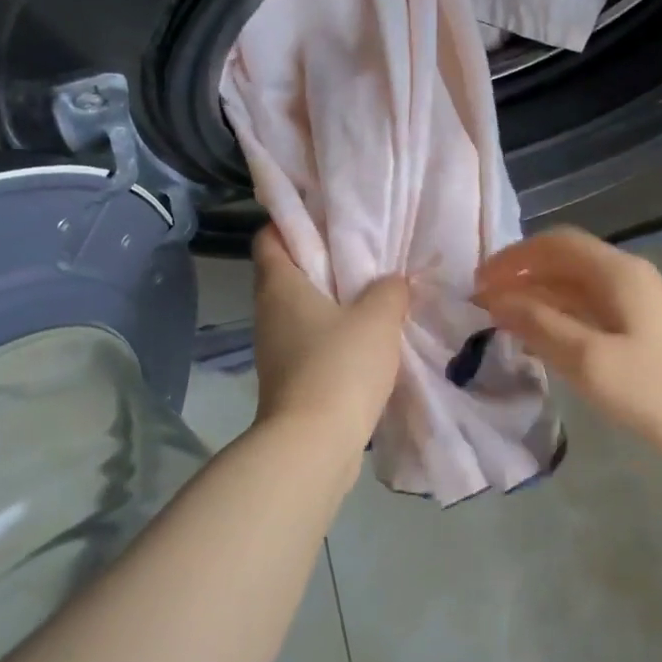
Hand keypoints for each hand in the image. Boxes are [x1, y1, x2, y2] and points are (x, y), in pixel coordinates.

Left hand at [251, 228, 409, 457]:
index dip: (293, 221)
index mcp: (280, 285)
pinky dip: (335, 336)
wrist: (314, 444)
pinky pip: (312, 343)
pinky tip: (369, 340)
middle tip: (365, 254)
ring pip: (303, 311)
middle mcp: (269, 312)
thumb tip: (392, 283)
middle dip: (324, 262)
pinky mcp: (290, 379)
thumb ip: (389, 290)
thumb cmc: (340, 366)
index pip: (270, 236)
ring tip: (374, 295)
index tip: (328, 217)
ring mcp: (276, 349)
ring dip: (334, 303)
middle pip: (290, 273)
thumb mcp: (377, 318)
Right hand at [475, 228, 661, 468]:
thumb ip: (538, 324)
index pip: (555, 244)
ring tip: (501, 321)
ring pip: (575, 288)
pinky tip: (539, 340)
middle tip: (483, 303)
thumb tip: (496, 299)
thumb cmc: (655, 391)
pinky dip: (557, 318)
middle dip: (521, 276)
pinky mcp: (641, 332)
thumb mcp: (588, 359)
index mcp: (616, 273)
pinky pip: (588, 312)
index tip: (478, 282)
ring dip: (537, 298)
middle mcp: (626, 278)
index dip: (513, 257)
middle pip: (564, 262)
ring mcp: (637, 305)